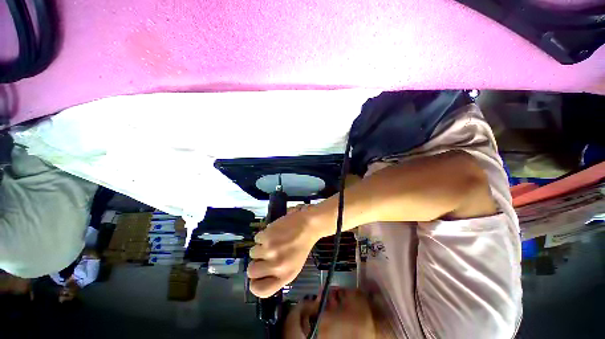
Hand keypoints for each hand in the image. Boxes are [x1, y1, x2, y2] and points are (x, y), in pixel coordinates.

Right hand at [248, 205, 320, 297]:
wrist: (307, 225)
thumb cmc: (302, 246)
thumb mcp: (294, 266)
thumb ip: (278, 275)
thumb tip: (258, 278)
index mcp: (285, 276)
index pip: (260, 290)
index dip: (255, 284)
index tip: (256, 277)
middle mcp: (276, 266)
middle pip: (251, 271)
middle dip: (256, 263)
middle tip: (264, 255)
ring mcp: (270, 250)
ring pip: (252, 253)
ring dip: (260, 247)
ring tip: (272, 241)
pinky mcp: (266, 236)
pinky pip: (256, 239)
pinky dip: (263, 236)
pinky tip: (274, 233)